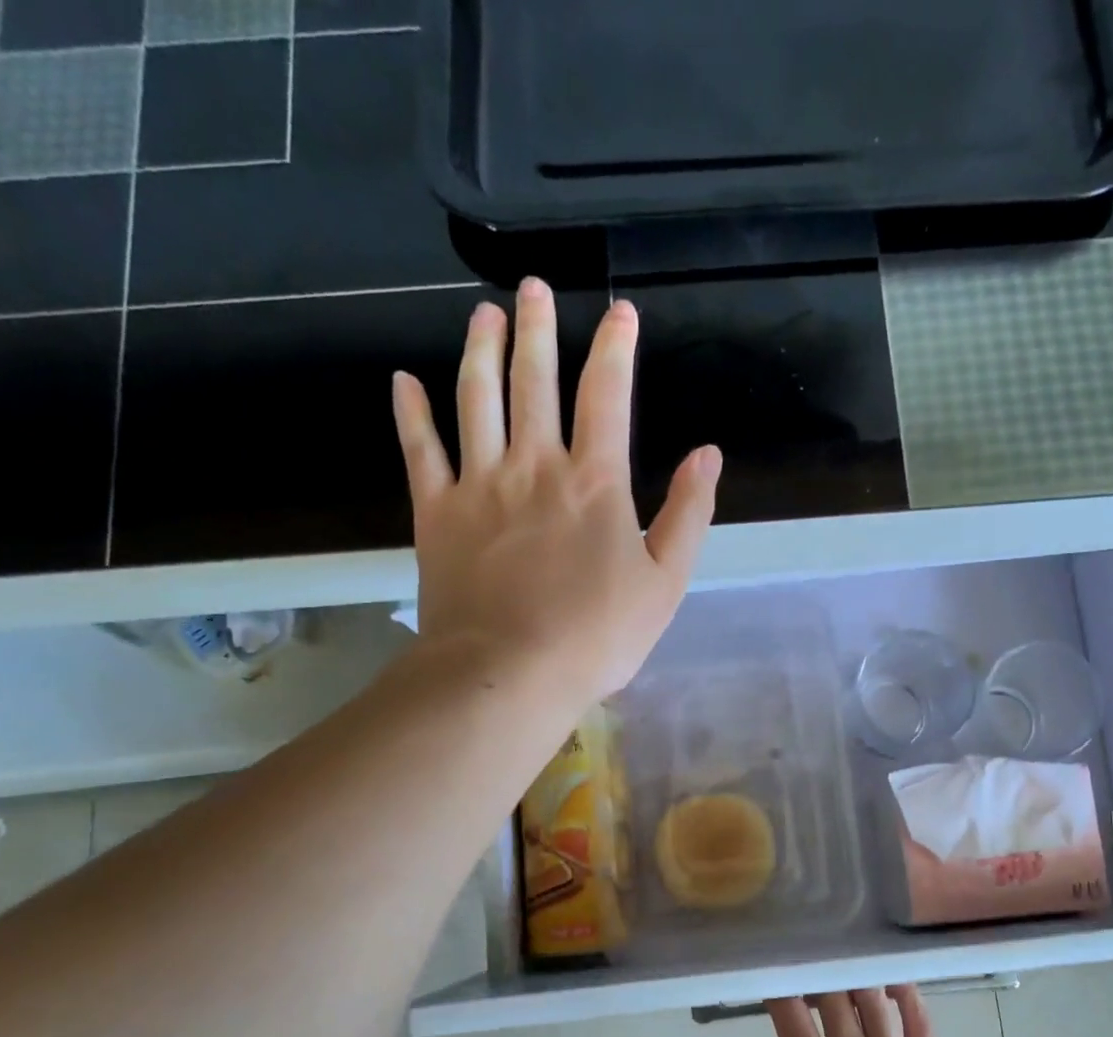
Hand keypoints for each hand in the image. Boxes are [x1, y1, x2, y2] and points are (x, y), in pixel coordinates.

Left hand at [391, 279, 721, 708]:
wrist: (508, 673)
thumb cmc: (596, 636)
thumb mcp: (664, 584)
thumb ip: (688, 515)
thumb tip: (708, 455)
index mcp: (595, 482)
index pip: (607, 396)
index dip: (615, 349)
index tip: (620, 313)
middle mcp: (535, 466)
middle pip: (535, 381)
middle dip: (537, 329)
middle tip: (531, 287)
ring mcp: (479, 484)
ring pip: (477, 400)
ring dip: (481, 352)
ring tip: (483, 316)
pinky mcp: (437, 512)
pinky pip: (420, 450)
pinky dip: (411, 413)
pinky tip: (405, 382)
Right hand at [734, 986, 988, 1036]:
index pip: (790, 1014)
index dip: (778, 987)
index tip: (771, 977)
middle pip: (831, 993)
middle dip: (815, 975)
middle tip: (808, 975)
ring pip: (871, 994)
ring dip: (854, 978)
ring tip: (845, 974)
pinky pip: (916, 1012)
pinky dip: (903, 989)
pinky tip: (893, 980)